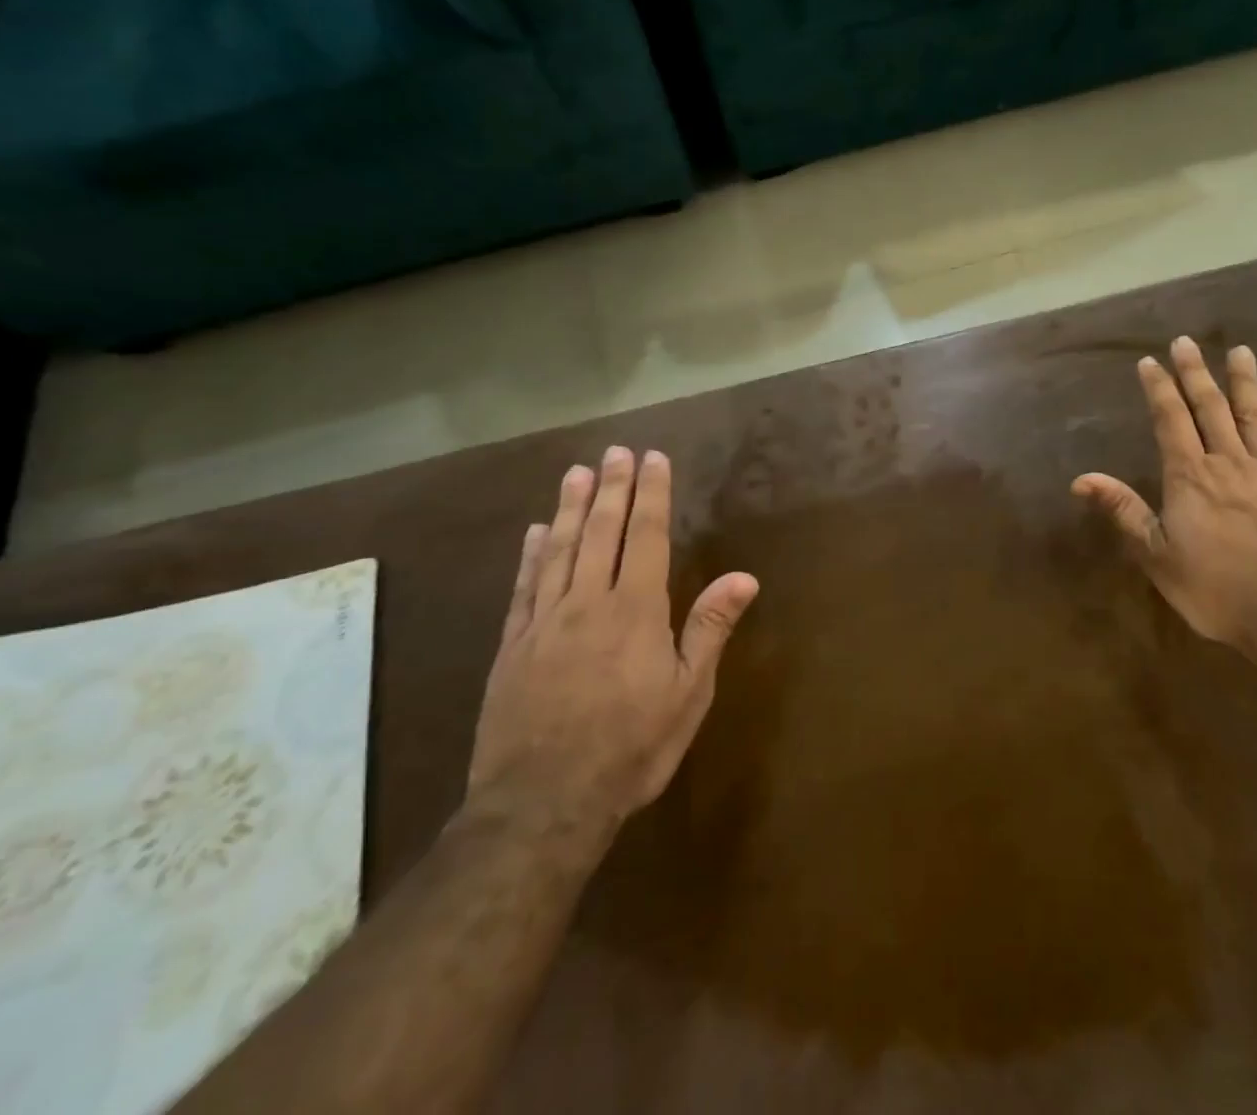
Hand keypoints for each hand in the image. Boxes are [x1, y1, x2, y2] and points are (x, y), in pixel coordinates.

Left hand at [466, 449, 758, 856]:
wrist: (543, 804)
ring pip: (560, 550)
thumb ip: (710, 629)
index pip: (646, 537)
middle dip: (613, 489)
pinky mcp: (512, 647)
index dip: (652, 495)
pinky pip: (524, 588)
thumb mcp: (688, 694)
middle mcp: (588, 603)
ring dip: (570, 508)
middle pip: (602, 533)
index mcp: (636, 611)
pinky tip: (535, 532)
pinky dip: (531, 555)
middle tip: (616, 451)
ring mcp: (545, 622)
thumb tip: (744, 577)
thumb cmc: (631, 748)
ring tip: (577, 473)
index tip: (654, 458)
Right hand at [1073, 338, 1256, 661]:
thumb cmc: (1217, 589)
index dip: (1158, 389)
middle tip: (1186, 341)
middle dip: (1195, 372)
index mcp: (1190, 477)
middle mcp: (1228, 463)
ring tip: (1240, 351)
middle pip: (1210, 407)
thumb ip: (1124, 512)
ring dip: (1244, 381)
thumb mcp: (1158, 557)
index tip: (1149, 361)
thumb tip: (1082, 479)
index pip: (1170, 420)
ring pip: (1253, 415)